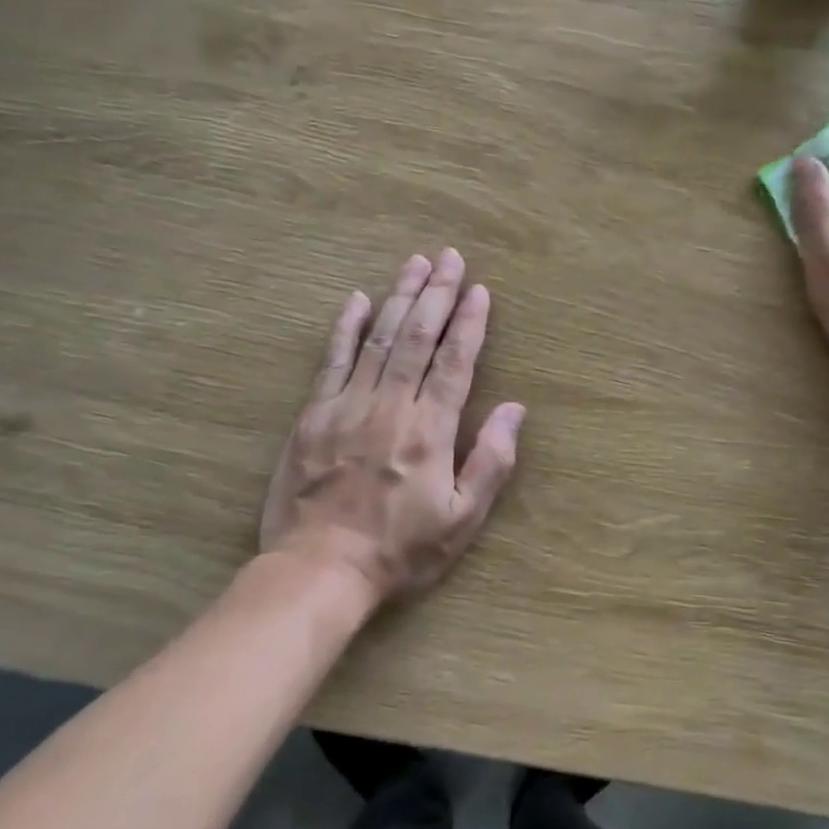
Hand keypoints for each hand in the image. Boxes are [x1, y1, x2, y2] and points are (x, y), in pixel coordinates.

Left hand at [260, 250, 525, 609]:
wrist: (319, 571)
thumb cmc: (401, 550)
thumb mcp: (462, 519)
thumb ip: (491, 461)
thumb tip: (515, 409)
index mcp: (430, 430)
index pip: (455, 362)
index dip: (470, 323)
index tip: (479, 289)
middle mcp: (390, 407)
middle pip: (417, 338)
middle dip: (437, 294)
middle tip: (450, 257)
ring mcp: (347, 407)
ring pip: (378, 339)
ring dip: (400, 297)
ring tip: (415, 263)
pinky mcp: (313, 416)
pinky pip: (332, 361)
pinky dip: (345, 327)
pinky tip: (356, 299)